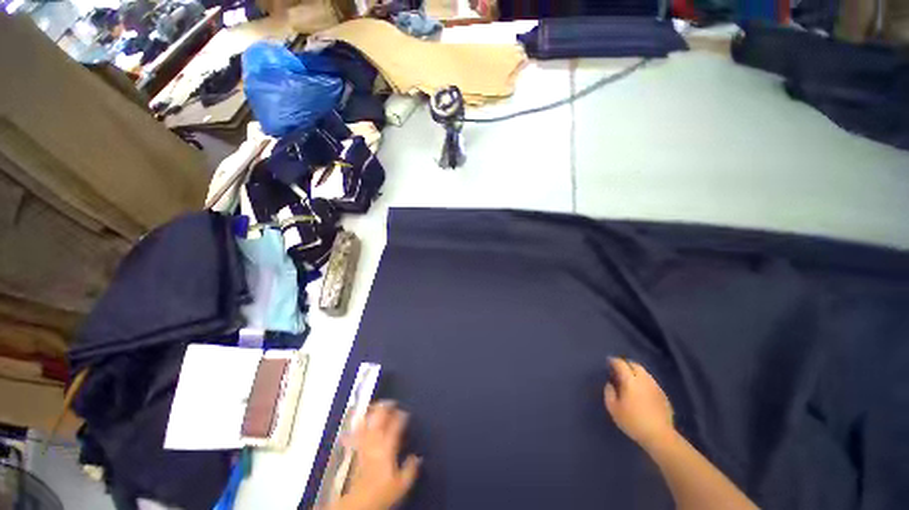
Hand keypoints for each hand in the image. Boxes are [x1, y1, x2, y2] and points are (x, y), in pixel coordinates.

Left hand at [332, 401, 420, 509]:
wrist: (359, 502)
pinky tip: (356, 424)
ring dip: (371, 412)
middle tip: (391, 402)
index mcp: (388, 445)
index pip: (397, 423)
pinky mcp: (355, 450)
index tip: (406, 413)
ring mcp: (364, 444)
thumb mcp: (402, 483)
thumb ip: (411, 468)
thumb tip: (417, 457)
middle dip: (386, 407)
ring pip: (366, 421)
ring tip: (376, 406)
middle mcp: (375, 441)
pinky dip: (356, 427)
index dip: (402, 415)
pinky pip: (354, 434)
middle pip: (379, 416)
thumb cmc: (382, 491)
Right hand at [604, 357, 674, 448]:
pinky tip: (641, 391)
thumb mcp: (613, 408)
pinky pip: (651, 382)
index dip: (613, 361)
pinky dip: (644, 382)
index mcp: (630, 380)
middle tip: (619, 370)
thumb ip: (609, 393)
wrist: (660, 436)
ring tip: (630, 380)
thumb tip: (610, 384)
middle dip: (626, 364)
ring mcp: (655, 387)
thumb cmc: (633, 421)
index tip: (608, 362)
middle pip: (635, 365)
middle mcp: (644, 379)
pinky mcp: (663, 395)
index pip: (621, 364)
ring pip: (645, 373)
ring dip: (636, 373)